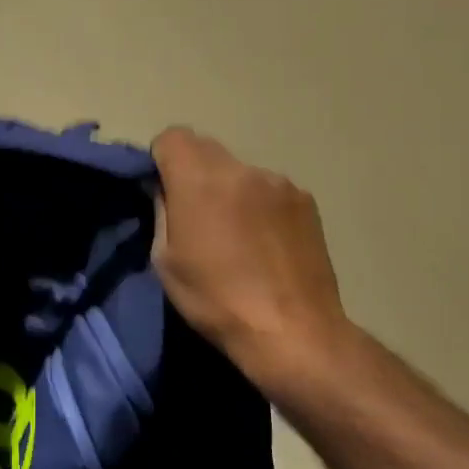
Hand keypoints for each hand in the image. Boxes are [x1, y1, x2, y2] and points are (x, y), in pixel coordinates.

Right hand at [152, 127, 350, 393]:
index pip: (172, 136)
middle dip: (194, 171)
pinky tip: (266, 243)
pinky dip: (260, 205)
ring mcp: (278, 182)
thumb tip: (164, 189)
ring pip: (239, 170)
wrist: (292, 331)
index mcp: (199, 179)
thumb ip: (162, 211)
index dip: (162, 158)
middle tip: (196, 213)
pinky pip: (269, 189)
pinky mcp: (306, 200)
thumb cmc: (216, 300)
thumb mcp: (165, 260)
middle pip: (206, 148)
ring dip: (230, 189)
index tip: (163, 190)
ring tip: (237, 235)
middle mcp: (240, 168)